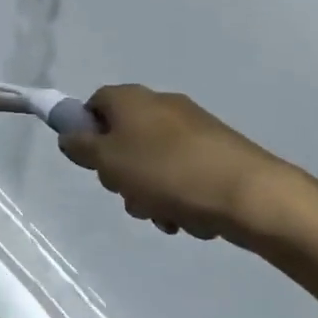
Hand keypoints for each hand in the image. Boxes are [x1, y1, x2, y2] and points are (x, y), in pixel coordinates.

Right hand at [58, 85, 301, 244]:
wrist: (248, 193)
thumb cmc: (166, 172)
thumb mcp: (109, 162)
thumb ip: (82, 147)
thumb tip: (69, 135)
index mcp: (132, 99)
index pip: (95, 104)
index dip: (87, 131)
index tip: (91, 162)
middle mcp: (162, 105)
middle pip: (124, 137)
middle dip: (121, 172)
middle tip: (127, 194)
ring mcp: (193, 128)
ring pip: (153, 161)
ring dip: (150, 192)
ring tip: (163, 215)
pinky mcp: (217, 152)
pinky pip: (183, 173)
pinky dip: (179, 195)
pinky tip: (187, 218)